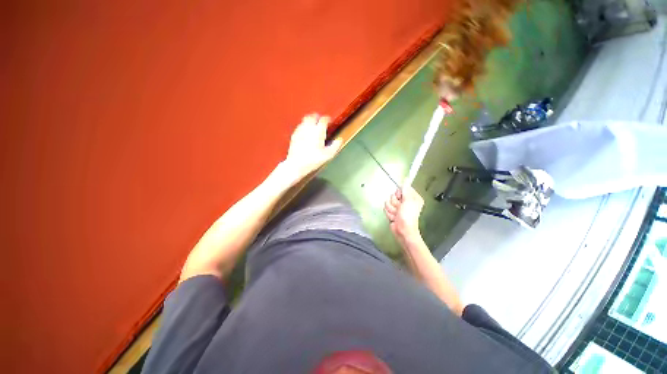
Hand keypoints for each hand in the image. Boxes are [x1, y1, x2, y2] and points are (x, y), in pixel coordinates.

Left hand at [283, 114, 341, 180]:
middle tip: (321, 121)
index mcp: (318, 131)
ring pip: (305, 120)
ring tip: (314, 125)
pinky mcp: (294, 135)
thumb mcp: (328, 155)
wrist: (296, 164)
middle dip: (318, 117)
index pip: (324, 119)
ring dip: (310, 120)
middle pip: (313, 116)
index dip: (328, 119)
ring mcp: (300, 131)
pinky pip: (300, 126)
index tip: (330, 122)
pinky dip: (304, 126)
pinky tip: (305, 132)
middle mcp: (309, 128)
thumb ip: (335, 146)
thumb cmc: (313, 160)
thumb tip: (339, 140)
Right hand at [384, 185, 423, 243]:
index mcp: (412, 197)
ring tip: (397, 214)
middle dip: (394, 202)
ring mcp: (398, 207)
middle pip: (393, 195)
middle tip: (399, 208)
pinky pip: (386, 208)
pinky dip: (389, 213)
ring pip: (388, 202)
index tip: (400, 198)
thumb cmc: (408, 216)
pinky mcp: (392, 212)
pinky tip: (394, 217)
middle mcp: (405, 201)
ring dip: (391, 209)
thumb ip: (406, 189)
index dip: (399, 193)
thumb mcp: (408, 200)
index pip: (402, 188)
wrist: (403, 230)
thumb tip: (407, 178)